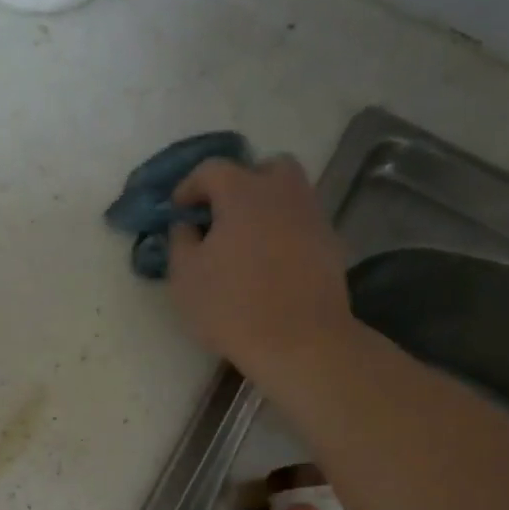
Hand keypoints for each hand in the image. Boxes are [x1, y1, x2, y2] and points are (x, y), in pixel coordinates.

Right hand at [165, 155, 352, 379]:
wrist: (298, 341)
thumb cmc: (231, 306)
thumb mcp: (185, 276)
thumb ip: (180, 240)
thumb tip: (186, 225)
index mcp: (242, 192)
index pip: (211, 169)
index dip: (189, 186)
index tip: (178, 211)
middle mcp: (282, 192)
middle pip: (264, 168)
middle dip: (240, 183)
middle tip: (221, 215)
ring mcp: (312, 216)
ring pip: (288, 194)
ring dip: (265, 207)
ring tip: (245, 240)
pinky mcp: (330, 243)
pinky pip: (301, 223)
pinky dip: (284, 231)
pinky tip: (270, 263)